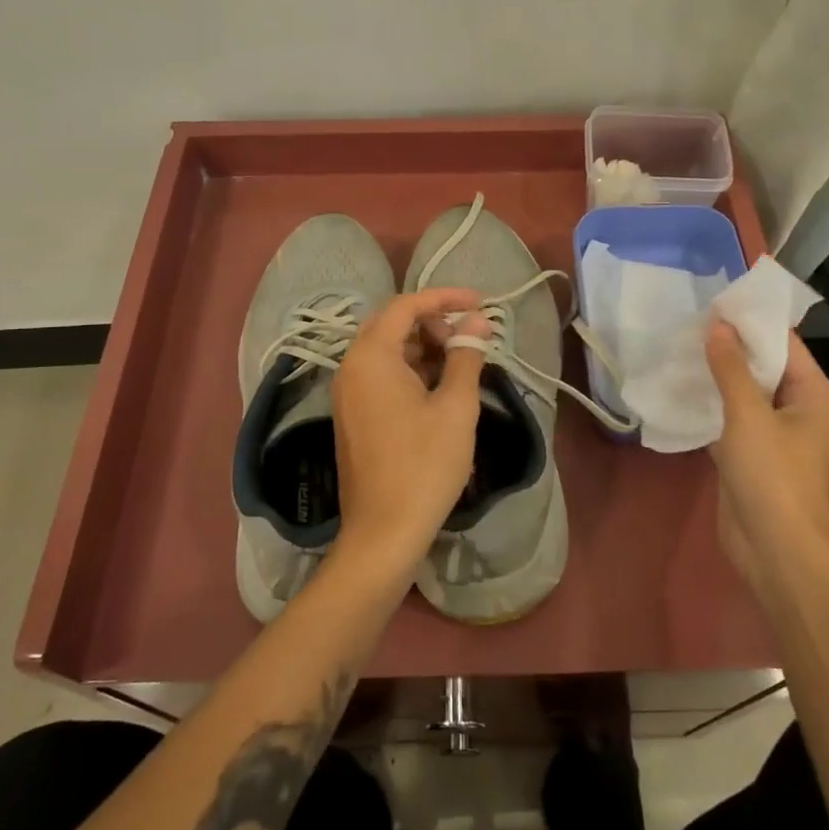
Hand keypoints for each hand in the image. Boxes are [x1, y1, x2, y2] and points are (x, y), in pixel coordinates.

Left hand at [329, 288, 490, 582]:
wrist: (384, 532)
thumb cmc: (424, 464)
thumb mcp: (455, 406)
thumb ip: (466, 356)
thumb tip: (478, 321)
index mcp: (371, 356)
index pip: (406, 305)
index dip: (445, 297)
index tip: (480, 303)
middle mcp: (351, 366)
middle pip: (393, 324)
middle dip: (434, 322)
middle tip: (469, 338)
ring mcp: (348, 393)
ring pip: (388, 351)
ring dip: (424, 347)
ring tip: (461, 363)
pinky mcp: (353, 415)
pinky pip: (381, 375)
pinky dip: (411, 370)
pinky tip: (439, 388)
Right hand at [705, 320, 828, 596]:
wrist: (776, 552)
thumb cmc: (773, 478)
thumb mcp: (749, 416)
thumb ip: (731, 368)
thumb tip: (717, 325)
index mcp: (815, 396)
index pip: (785, 344)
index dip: (751, 322)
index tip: (715, 301)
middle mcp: (800, 410)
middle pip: (765, 367)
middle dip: (730, 346)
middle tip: (689, 321)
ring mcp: (776, 435)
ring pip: (746, 393)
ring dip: (718, 375)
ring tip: (680, 347)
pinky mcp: (753, 456)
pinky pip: (733, 418)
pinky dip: (712, 404)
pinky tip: (681, 388)